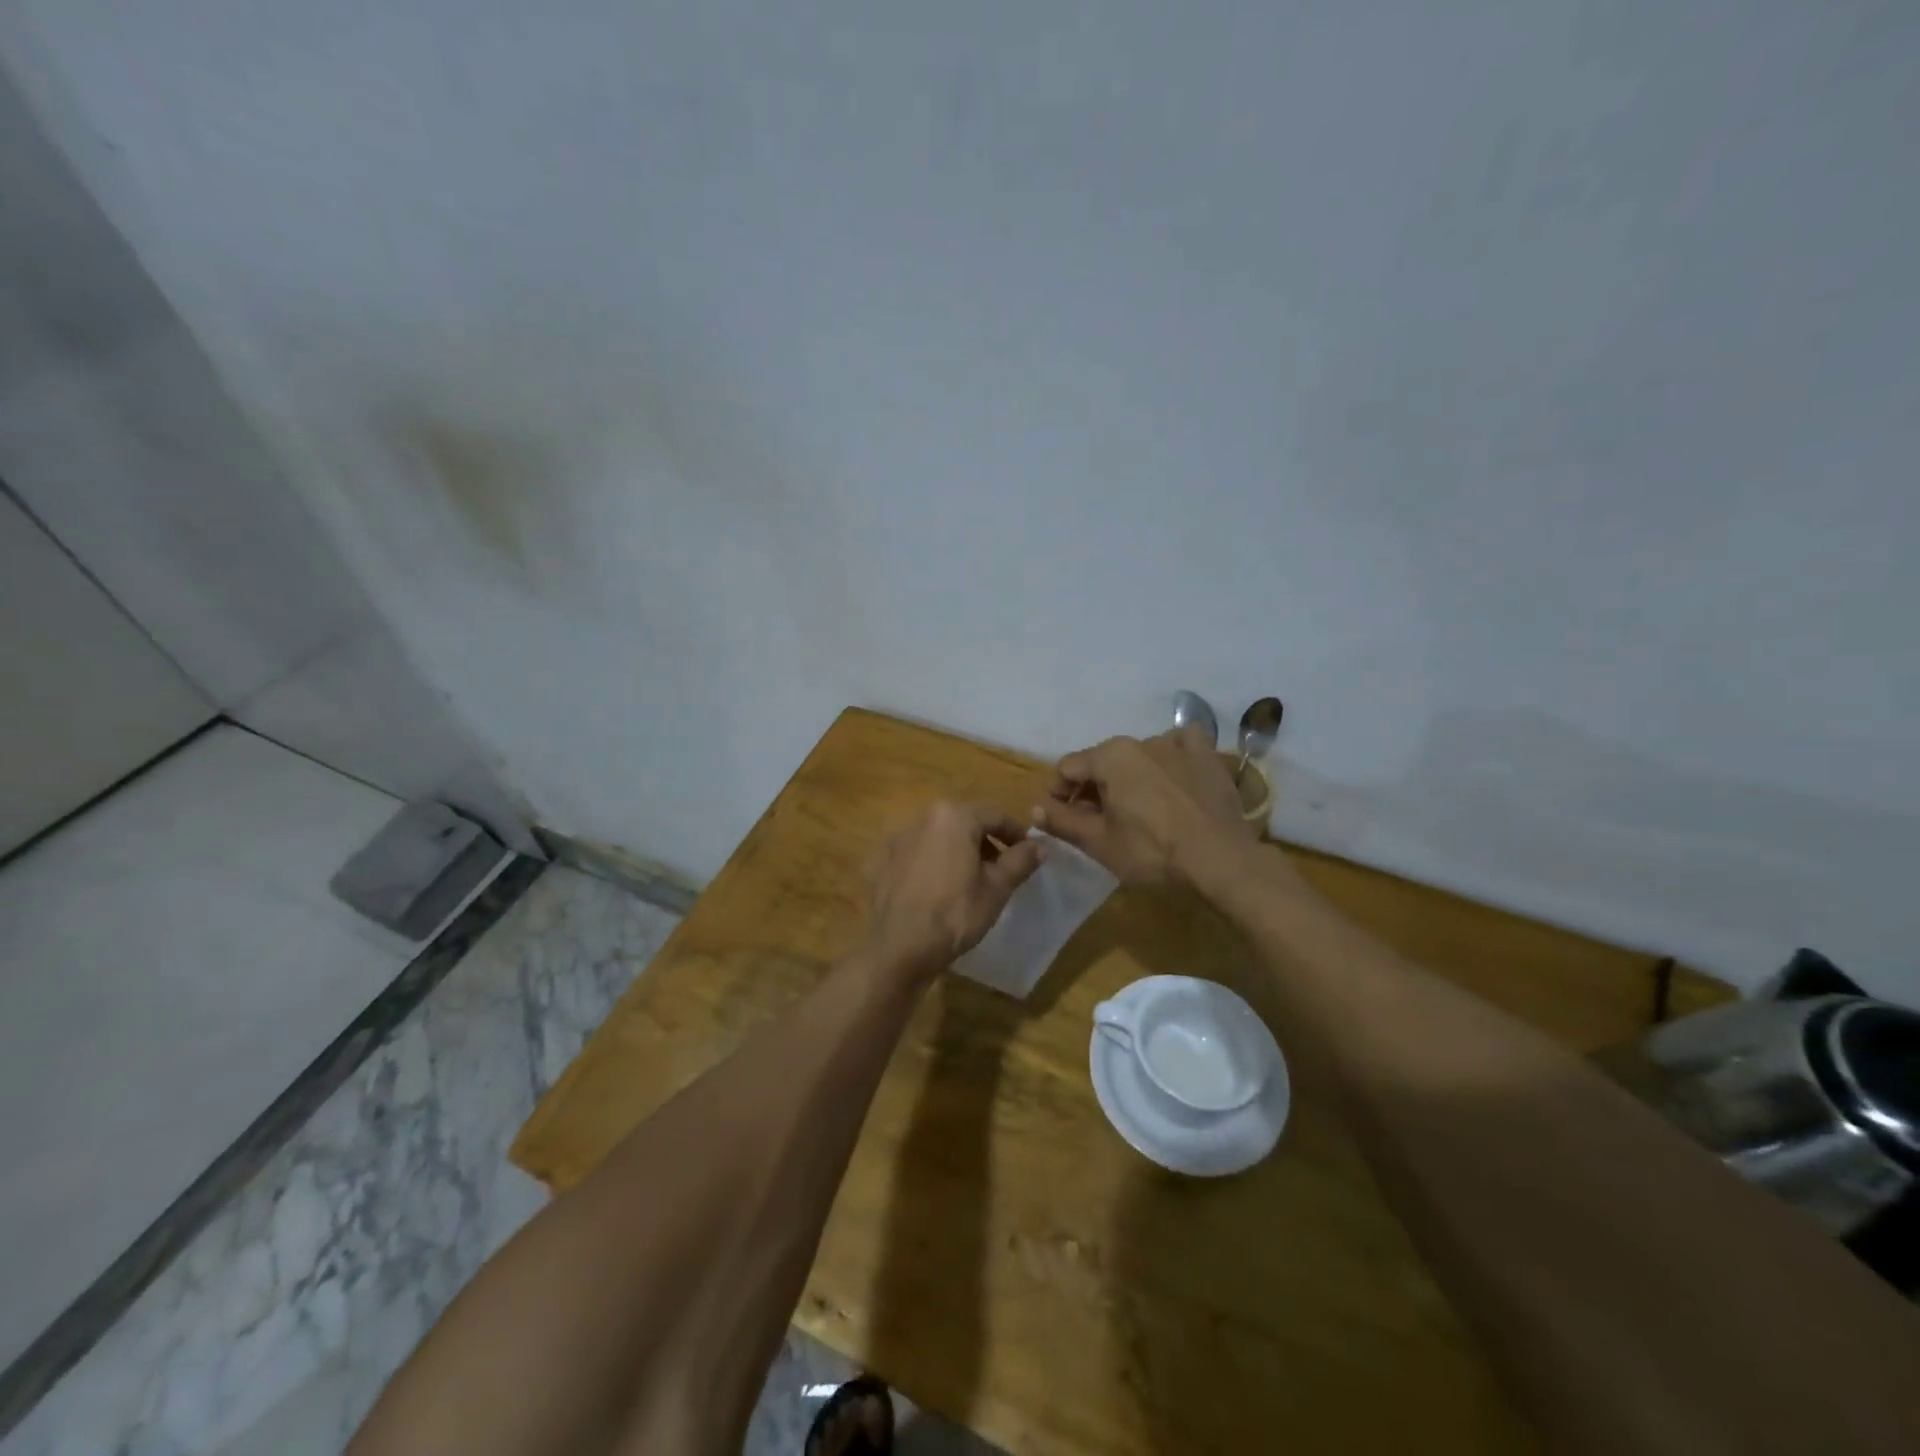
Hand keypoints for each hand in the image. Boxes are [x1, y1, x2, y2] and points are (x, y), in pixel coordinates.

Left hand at [863, 801, 1044, 981]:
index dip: (1015, 834)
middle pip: (964, 823)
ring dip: (958, 852)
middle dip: (985, 843)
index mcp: (953, 816)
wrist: (900, 948)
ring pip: (939, 838)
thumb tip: (1039, 846)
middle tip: (1001, 869)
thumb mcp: (997, 888)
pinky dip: (932, 864)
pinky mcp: (882, 861)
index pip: (995, 816)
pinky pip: (916, 855)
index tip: (1028, 853)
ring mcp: (898, 839)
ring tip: (971, 881)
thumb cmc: (955, 914)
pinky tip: (938, 890)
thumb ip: (1020, 861)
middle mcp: (923, 818)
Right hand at [1034, 726, 1255, 885]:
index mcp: (1110, 757)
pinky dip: (1172, 758)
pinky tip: (1174, 778)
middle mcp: (1141, 741)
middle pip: (1104, 761)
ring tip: (1139, 809)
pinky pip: (1182, 746)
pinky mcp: (1208, 757)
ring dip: (1131, 777)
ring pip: (1140, 756)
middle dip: (1094, 787)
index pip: (1068, 767)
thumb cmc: (1152, 853)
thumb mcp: (1099, 843)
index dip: (1059, 793)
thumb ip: (1062, 822)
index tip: (1063, 818)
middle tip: (1098, 820)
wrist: (1222, 862)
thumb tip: (1034, 808)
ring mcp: (1178, 745)